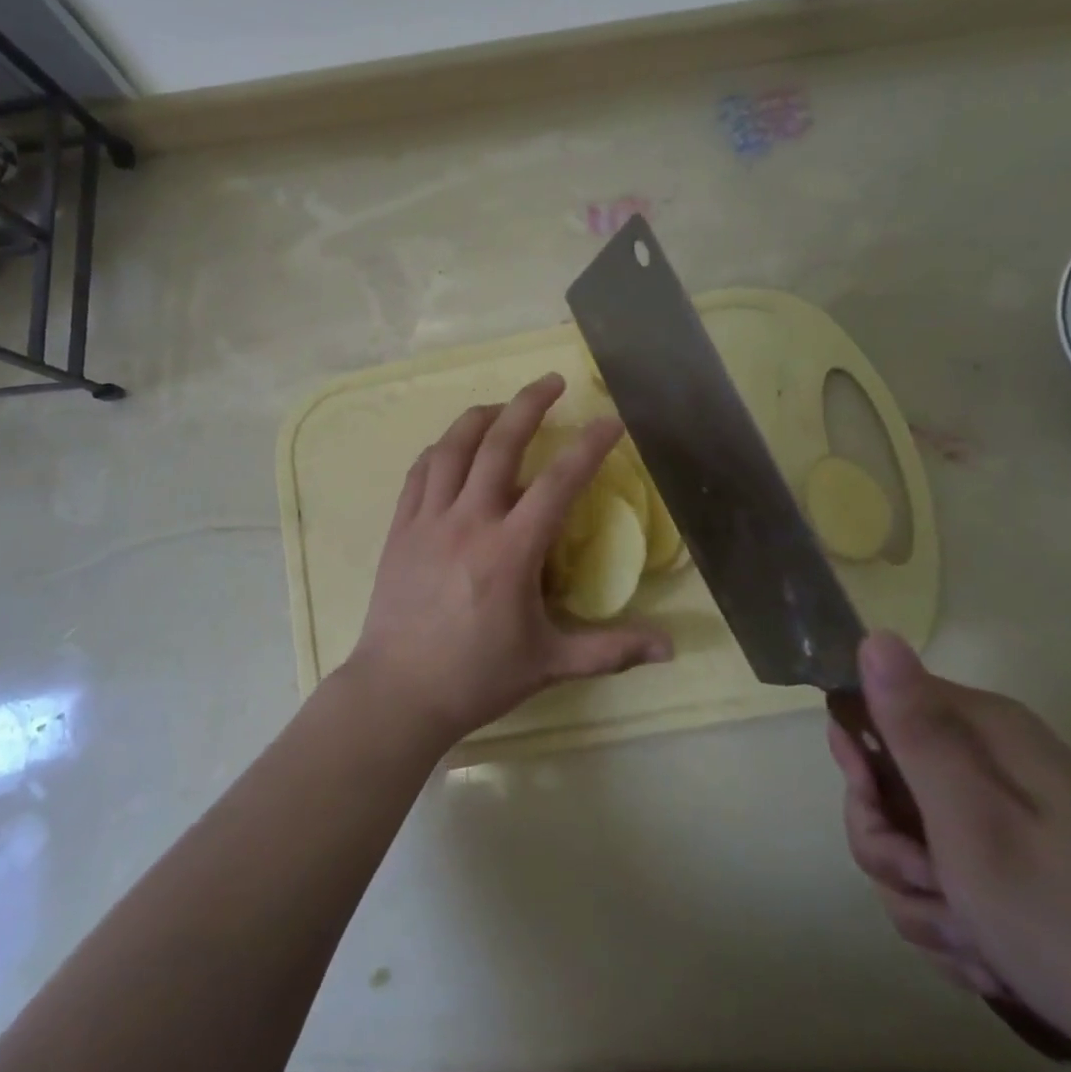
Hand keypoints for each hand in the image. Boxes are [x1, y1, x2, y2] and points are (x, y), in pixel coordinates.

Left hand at [344, 373, 673, 748]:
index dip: (589, 446)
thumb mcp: (550, 663)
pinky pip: (419, 473)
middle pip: (500, 444)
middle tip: (553, 381)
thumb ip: (611, 650)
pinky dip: (439, 450)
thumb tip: (671, 648)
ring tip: (501, 406)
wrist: (399, 690)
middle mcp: (469, 521)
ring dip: (479, 417)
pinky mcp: (400, 528)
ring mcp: (429, 520)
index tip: (610, 420)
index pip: (559, 482)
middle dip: (529, 404)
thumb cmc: (477, 677)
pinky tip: (451, 447)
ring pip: (452, 448)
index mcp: (511, 550)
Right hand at [830, 634, 1070, 1071]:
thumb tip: (874, 636)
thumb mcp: (974, 822)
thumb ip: (915, 730)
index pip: (871, 706)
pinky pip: (929, 880)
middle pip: (879, 784)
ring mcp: (993, 816)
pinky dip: (945, 921)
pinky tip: (985, 955)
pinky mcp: (1000, 865)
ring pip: (899, 840)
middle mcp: (984, 760)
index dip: (860, 760)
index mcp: (981, 730)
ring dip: (919, 895)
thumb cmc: (1069, 919)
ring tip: (973, 937)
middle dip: (890, 846)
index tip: (877, 806)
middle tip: (932, 883)